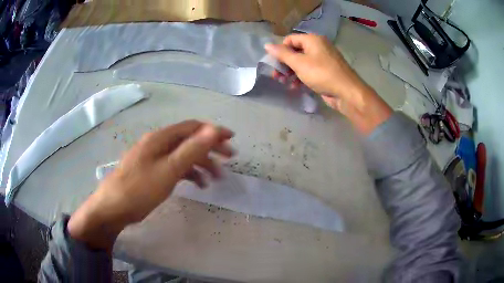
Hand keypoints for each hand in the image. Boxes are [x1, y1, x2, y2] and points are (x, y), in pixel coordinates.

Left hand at [68, 120, 234, 250]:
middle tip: (229, 159)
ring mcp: (154, 158)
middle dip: (211, 148)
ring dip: (201, 164)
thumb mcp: (168, 170)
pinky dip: (189, 173)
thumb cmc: (140, 189)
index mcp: (161, 138)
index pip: (192, 128)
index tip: (231, 139)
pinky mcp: (152, 171)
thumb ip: (191, 149)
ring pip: (183, 155)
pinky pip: (175, 167)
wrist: (113, 208)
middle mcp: (158, 144)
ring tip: (216, 178)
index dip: (213, 131)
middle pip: (189, 140)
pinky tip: (198, 184)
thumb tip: (213, 129)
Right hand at [264, 34, 367, 101]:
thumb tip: (267, 45)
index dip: (280, 50)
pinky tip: (295, 87)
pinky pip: (309, 71)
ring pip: (301, 63)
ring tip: (284, 82)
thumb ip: (282, 53)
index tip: (274, 63)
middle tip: (276, 76)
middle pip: (295, 51)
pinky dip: (301, 77)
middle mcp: (318, 47)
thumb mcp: (299, 63)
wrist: (346, 92)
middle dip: (284, 64)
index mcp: (312, 39)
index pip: (290, 39)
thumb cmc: (321, 74)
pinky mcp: (325, 72)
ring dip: (291, 72)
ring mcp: (323, 60)